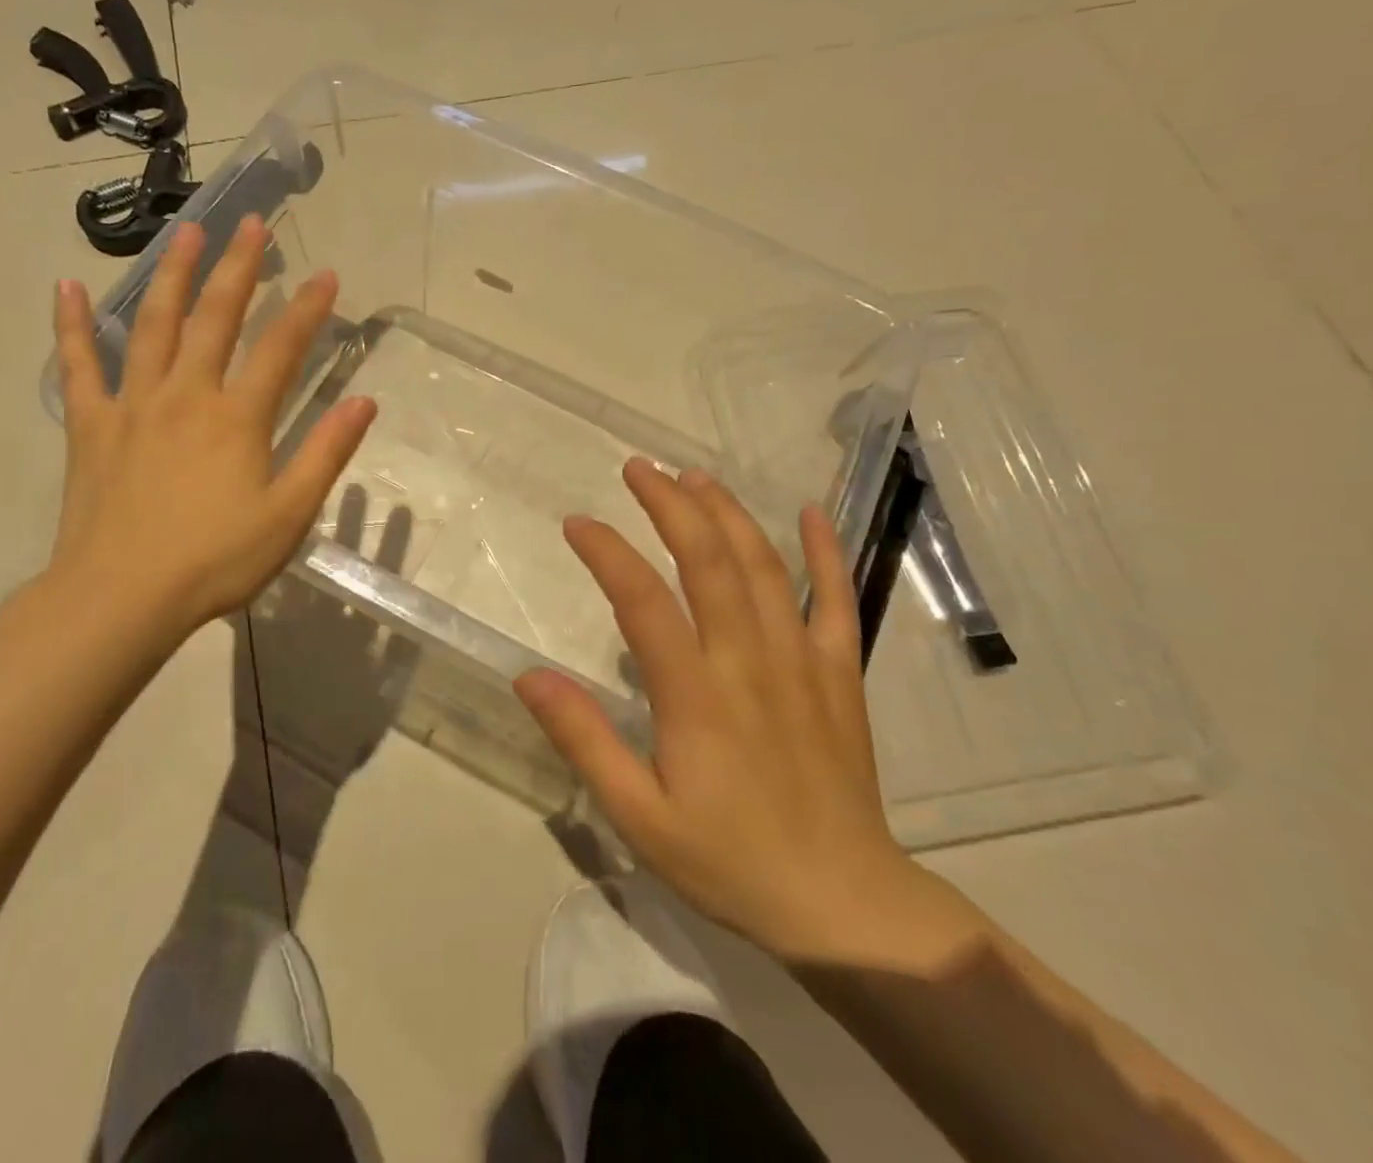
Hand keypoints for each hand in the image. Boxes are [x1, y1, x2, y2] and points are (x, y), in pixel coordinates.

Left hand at [47, 213, 376, 642]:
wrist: (122, 597)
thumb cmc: (215, 560)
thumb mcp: (288, 514)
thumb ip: (326, 453)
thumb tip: (364, 402)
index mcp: (237, 418)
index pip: (281, 348)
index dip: (308, 309)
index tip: (328, 275)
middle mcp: (186, 395)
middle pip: (216, 318)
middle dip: (239, 268)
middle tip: (252, 223)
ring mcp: (133, 404)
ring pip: (153, 325)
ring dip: (172, 275)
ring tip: (185, 232)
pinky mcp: (91, 425)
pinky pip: (79, 365)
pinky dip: (73, 325)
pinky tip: (68, 286)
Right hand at [518, 460, 964, 966]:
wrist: (843, 905)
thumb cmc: (729, 861)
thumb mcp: (639, 816)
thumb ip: (584, 740)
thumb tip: (529, 677)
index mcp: (695, 694)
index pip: (642, 600)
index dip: (607, 552)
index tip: (577, 523)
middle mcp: (748, 659)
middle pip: (707, 560)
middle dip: (670, 505)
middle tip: (638, 467)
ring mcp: (801, 660)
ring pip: (764, 566)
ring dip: (727, 513)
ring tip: (695, 477)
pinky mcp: (840, 673)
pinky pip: (837, 599)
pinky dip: (826, 551)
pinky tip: (812, 513)